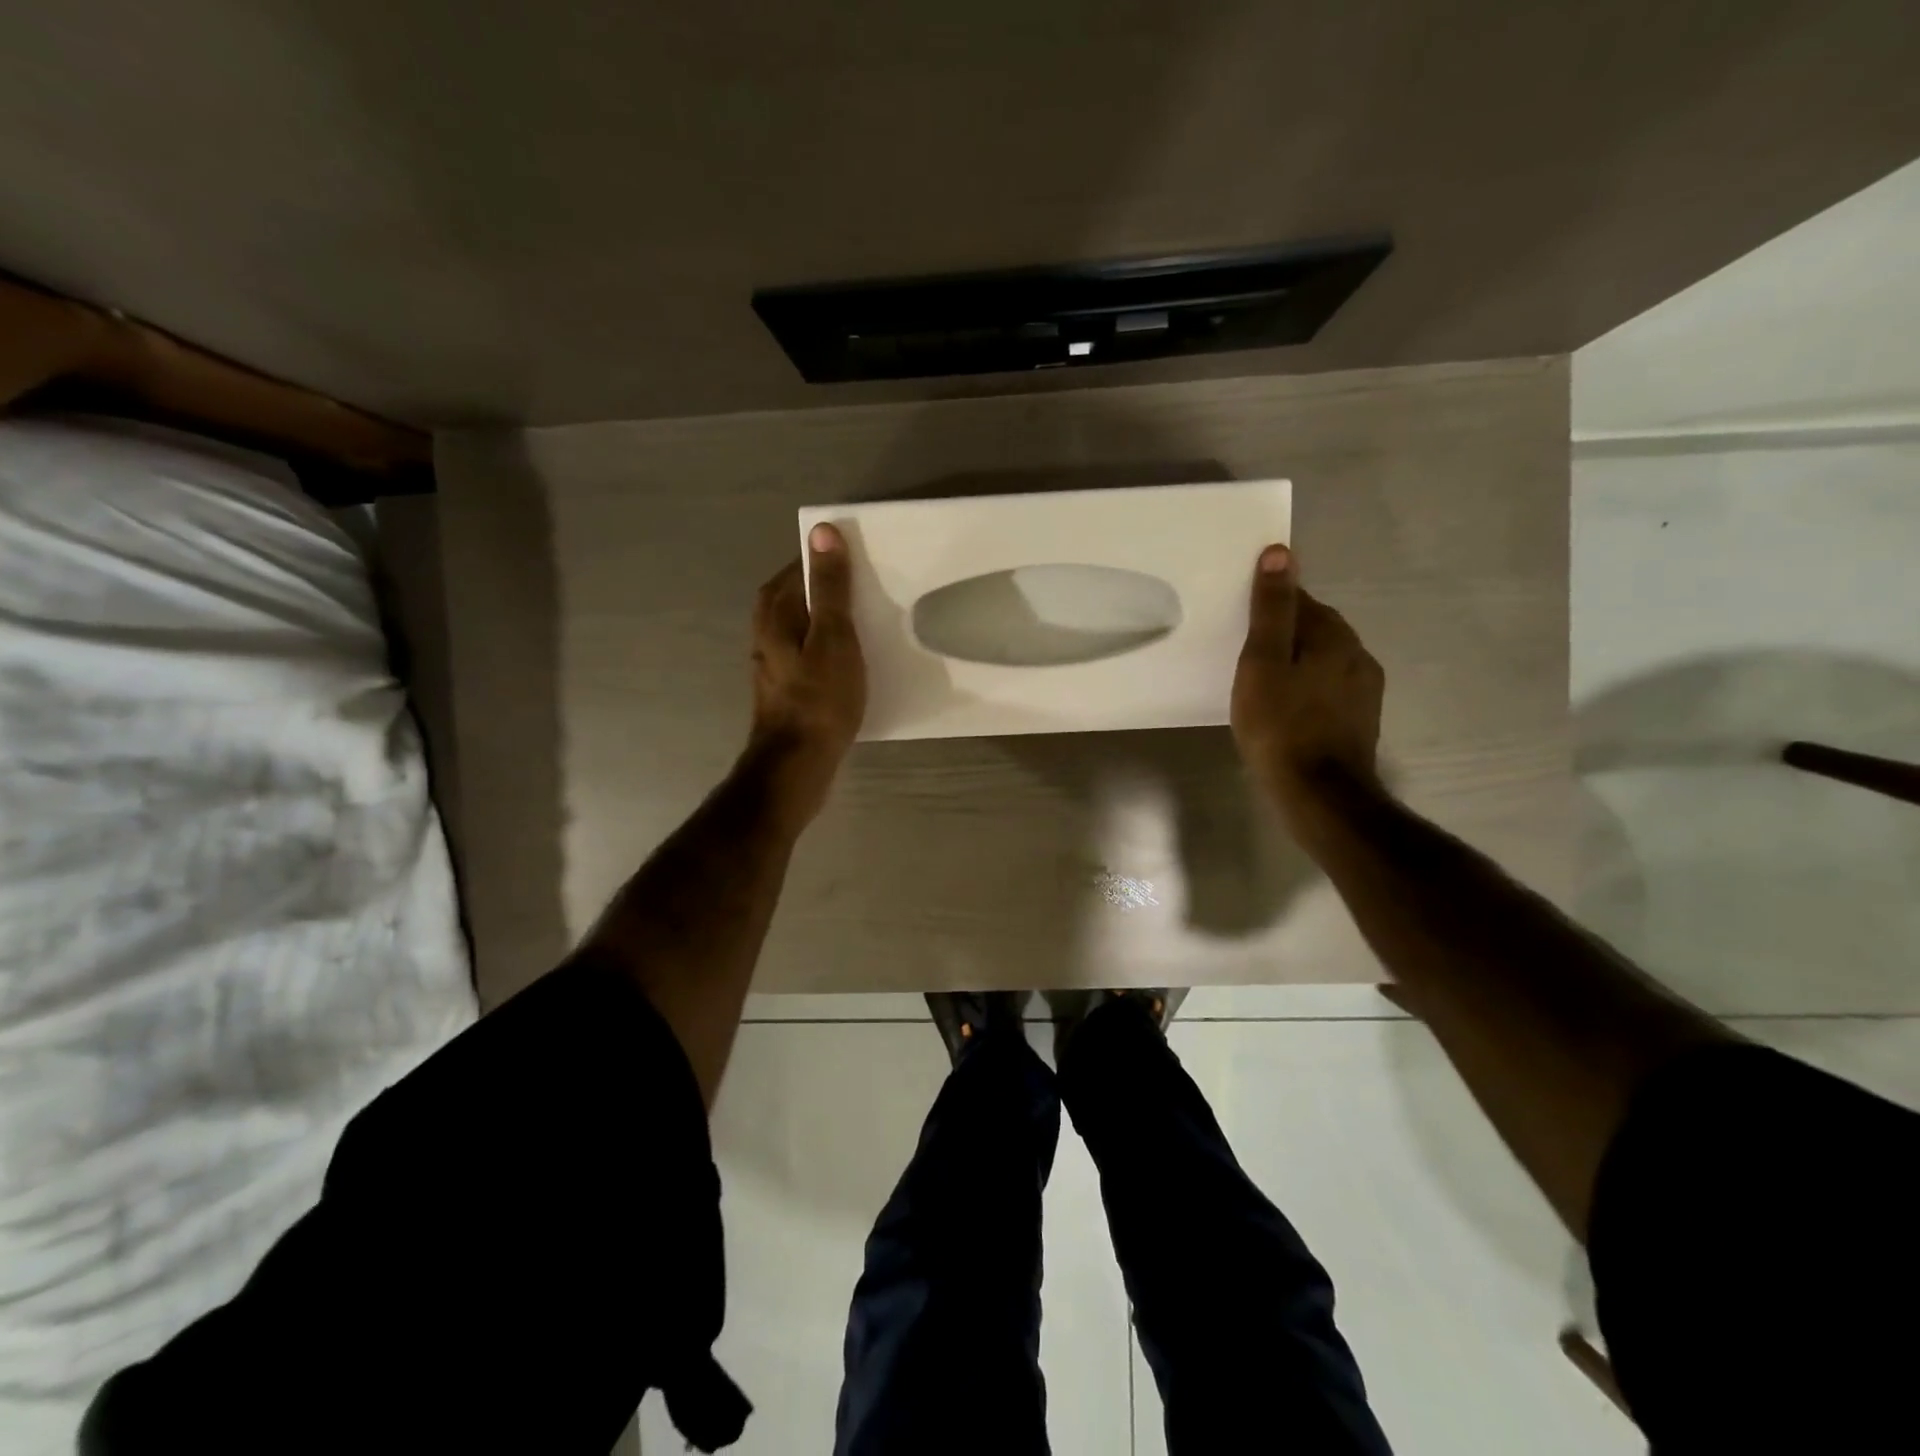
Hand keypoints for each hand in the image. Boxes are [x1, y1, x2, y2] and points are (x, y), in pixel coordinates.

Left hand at [745, 523, 867, 825]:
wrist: (797, 765)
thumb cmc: (819, 698)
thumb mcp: (833, 636)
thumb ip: (829, 587)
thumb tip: (822, 530)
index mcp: (774, 613)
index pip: (798, 568)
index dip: (827, 560)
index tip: (863, 559)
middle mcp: (767, 633)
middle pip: (799, 596)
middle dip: (830, 589)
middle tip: (870, 589)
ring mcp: (775, 664)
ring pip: (805, 627)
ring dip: (831, 621)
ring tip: (868, 622)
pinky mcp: (788, 689)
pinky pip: (811, 654)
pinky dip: (830, 648)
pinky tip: (853, 660)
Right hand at [1230, 545, 1383, 825]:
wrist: (1319, 796)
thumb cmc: (1281, 726)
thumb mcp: (1263, 663)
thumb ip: (1271, 610)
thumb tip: (1279, 553)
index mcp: (1335, 636)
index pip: (1300, 601)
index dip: (1268, 607)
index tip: (1239, 625)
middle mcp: (1358, 655)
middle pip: (1314, 630)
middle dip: (1283, 635)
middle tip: (1244, 656)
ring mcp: (1364, 691)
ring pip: (1322, 662)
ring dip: (1295, 664)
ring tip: (1260, 685)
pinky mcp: (1360, 720)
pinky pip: (1327, 690)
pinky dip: (1305, 690)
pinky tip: (1284, 711)